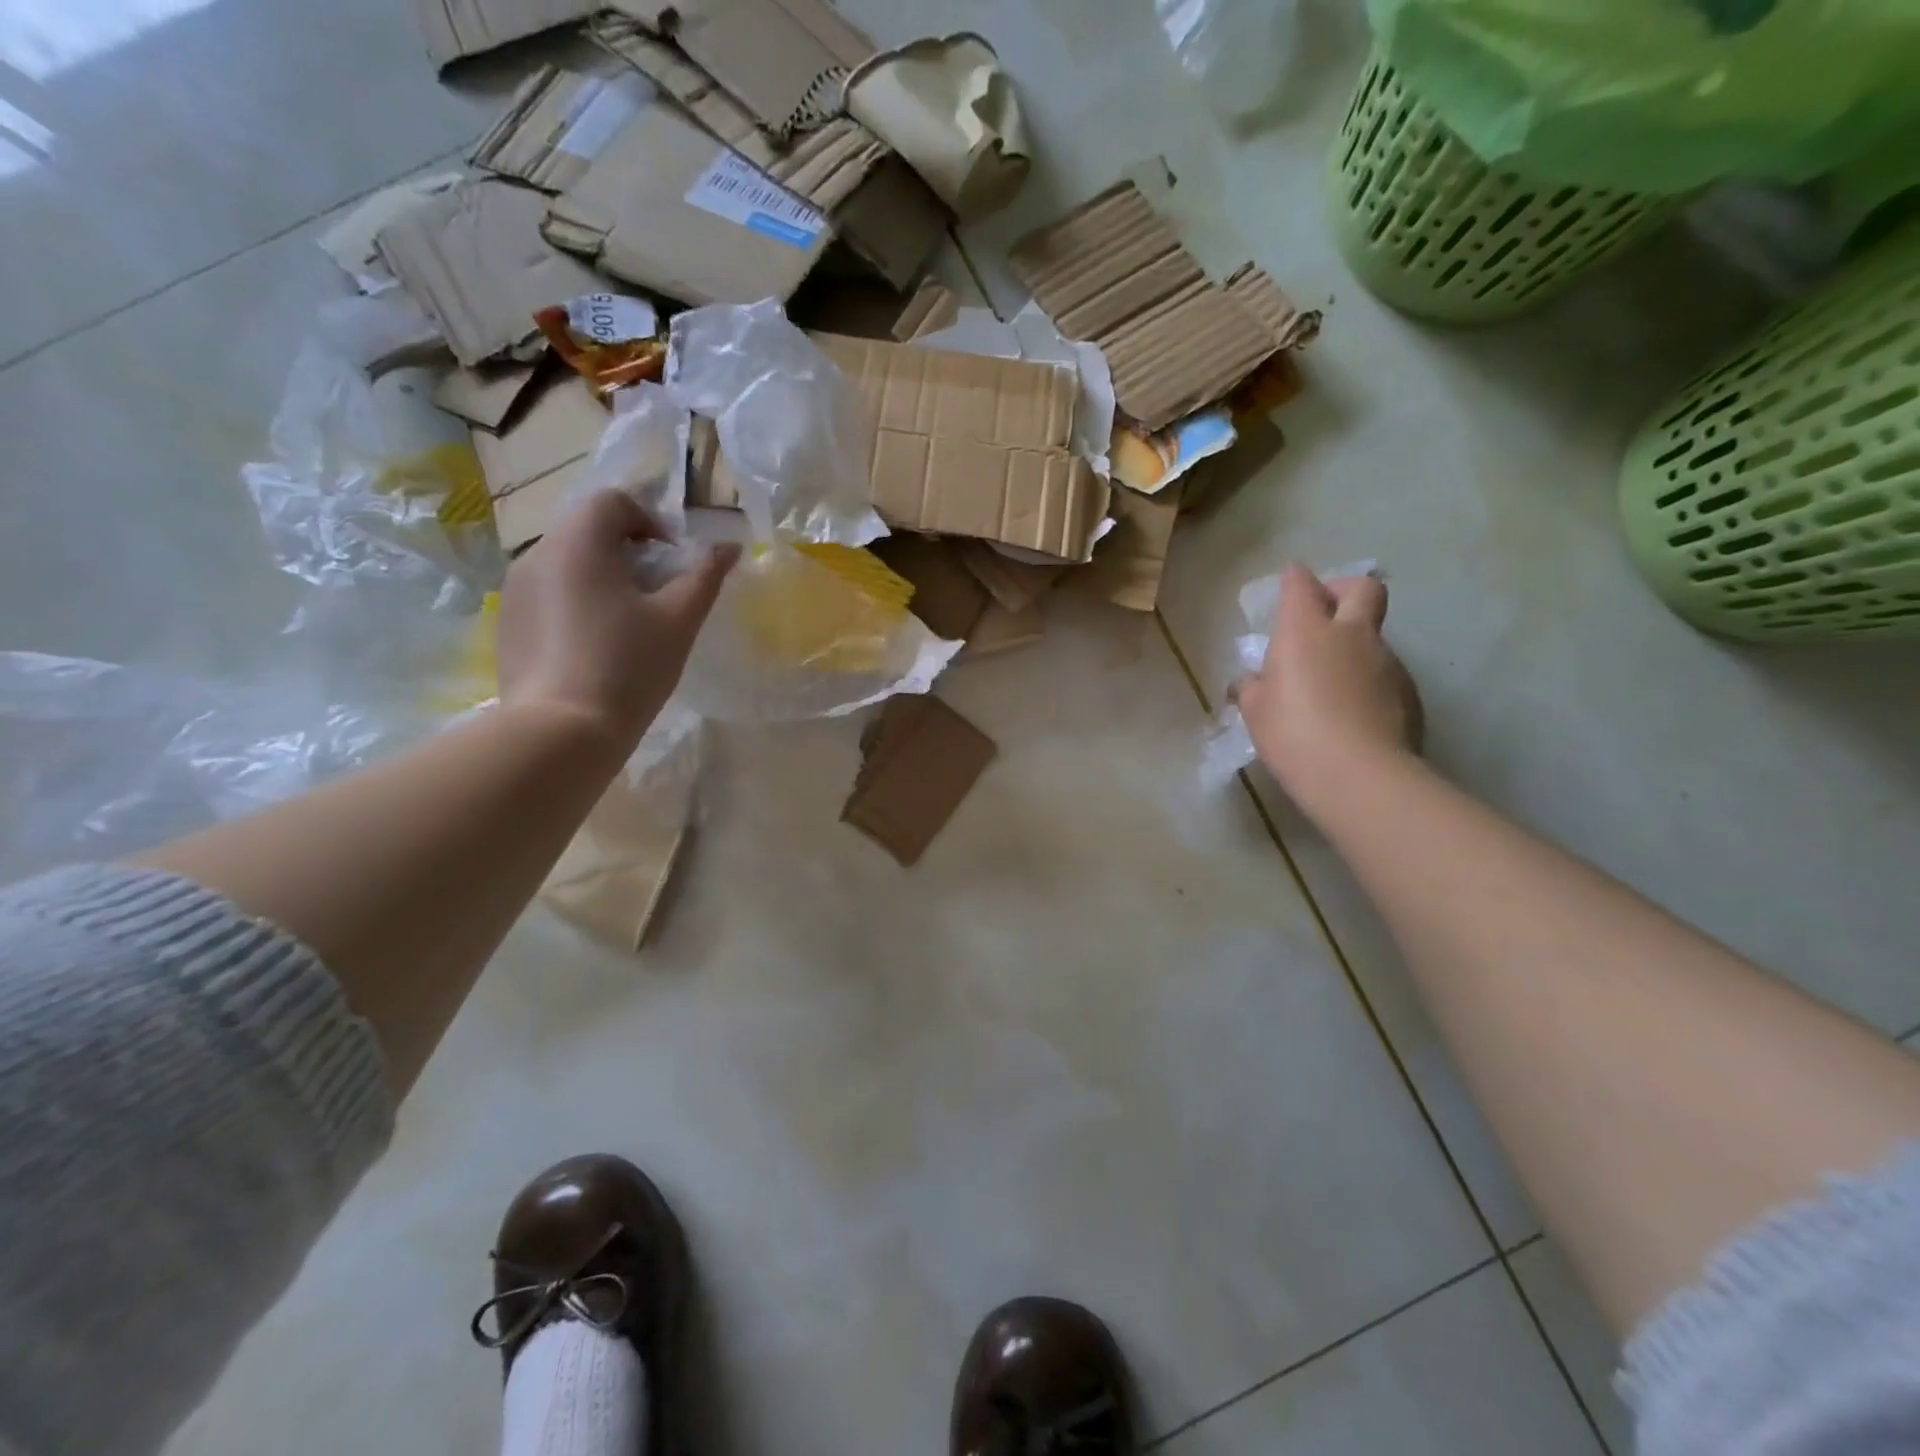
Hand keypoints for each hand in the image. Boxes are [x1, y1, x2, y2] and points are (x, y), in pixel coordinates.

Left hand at [497, 491, 737, 748]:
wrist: (561, 733)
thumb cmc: (628, 667)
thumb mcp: (679, 620)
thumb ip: (705, 575)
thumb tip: (728, 546)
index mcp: (578, 543)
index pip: (612, 500)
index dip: (650, 521)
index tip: (671, 562)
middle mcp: (537, 555)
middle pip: (587, 530)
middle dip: (627, 551)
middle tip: (656, 596)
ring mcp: (515, 591)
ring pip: (566, 564)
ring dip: (601, 578)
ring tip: (627, 624)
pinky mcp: (508, 625)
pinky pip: (548, 595)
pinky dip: (576, 604)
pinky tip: (595, 648)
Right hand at [1235, 565, 1422, 813]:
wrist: (1360, 775)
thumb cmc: (1293, 734)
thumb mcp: (1256, 712)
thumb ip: (1252, 688)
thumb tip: (1252, 681)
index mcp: (1305, 631)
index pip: (1300, 583)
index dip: (1294, 580)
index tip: (1288, 586)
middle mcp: (1351, 634)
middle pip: (1362, 589)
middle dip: (1344, 590)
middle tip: (1326, 613)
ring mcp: (1386, 661)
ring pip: (1373, 636)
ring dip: (1354, 645)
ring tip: (1331, 684)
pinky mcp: (1408, 690)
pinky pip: (1384, 672)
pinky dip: (1367, 681)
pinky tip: (1352, 713)